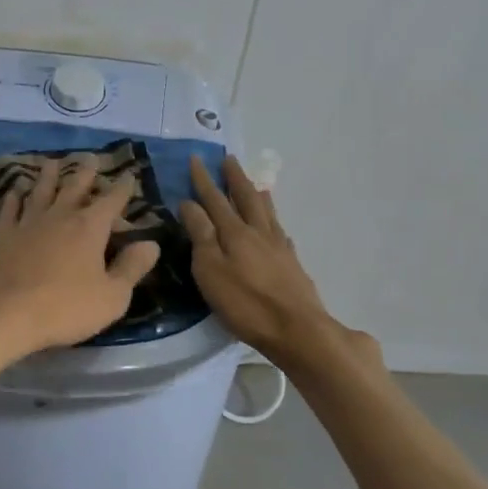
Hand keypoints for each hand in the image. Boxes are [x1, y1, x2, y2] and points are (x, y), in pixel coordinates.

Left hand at [0, 158, 161, 365]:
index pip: (112, 201)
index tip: (128, 174)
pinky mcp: (1, 235)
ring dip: (49, 176)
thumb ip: (132, 268)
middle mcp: (59, 216)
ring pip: (41, 191)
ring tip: (53, 163)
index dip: (122, 188)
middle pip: (75, 187)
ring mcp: (27, 223)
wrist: (1, 314)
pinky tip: (15, 190)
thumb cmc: (64, 309)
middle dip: (86, 173)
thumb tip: (151, 244)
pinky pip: (10, 209)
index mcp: (89, 228)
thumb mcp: (112, 297)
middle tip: (91, 158)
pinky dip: (14, 197)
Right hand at [180, 154, 380, 373]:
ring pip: (267, 212)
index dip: (204, 179)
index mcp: (235, 232)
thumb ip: (201, 234)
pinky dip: (275, 223)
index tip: (196, 158)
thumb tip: (190, 203)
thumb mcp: (210, 270)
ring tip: (256, 184)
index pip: (215, 199)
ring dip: (258, 195)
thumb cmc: (246, 303)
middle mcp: (259, 232)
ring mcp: (279, 247)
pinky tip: (277, 228)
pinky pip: (281, 232)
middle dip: (235, 178)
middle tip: (229, 159)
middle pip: (246, 198)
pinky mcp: (293, 264)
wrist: (298, 330)